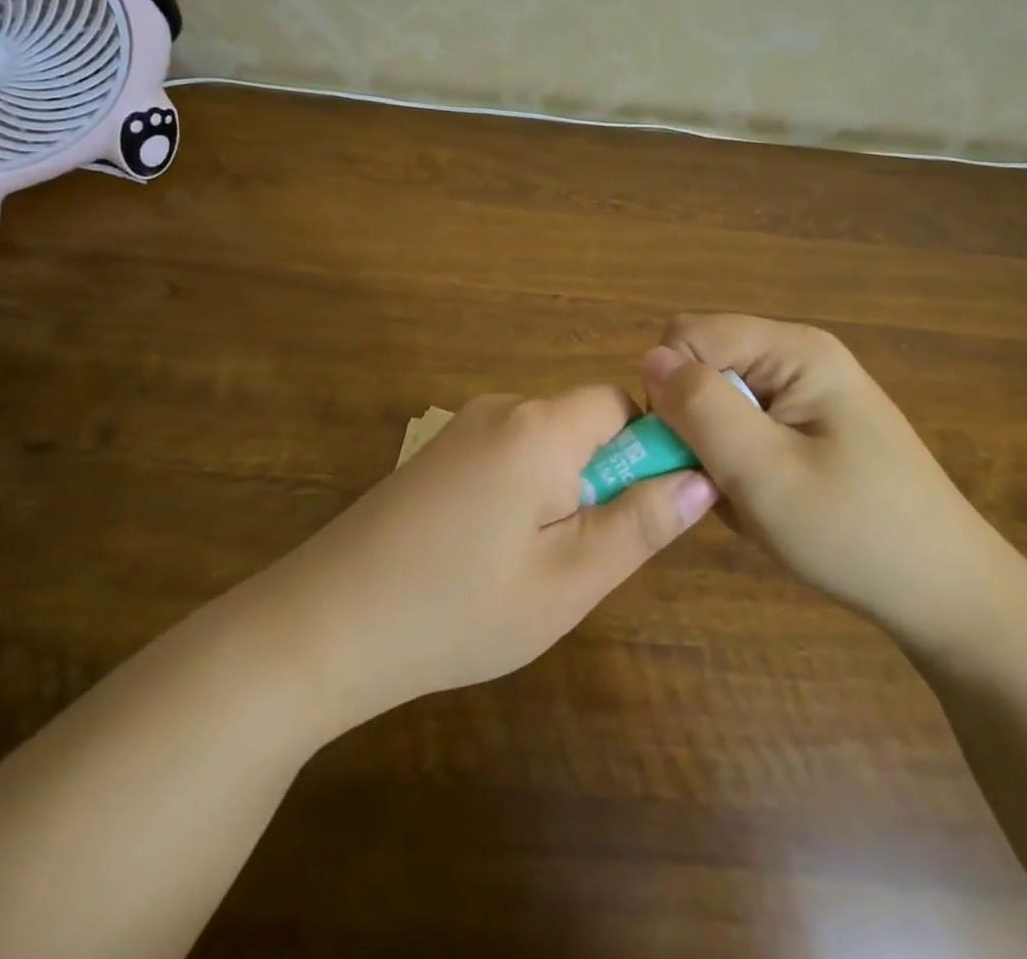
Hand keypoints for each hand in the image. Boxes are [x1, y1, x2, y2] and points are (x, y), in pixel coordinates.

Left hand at [268, 386, 718, 726]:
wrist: (325, 623)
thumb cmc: (459, 608)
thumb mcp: (568, 580)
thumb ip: (640, 523)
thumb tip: (701, 478)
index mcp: (540, 426)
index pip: (623, 404)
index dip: (649, 449)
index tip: (643, 513)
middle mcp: (502, 408)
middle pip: (583, 423)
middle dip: (602, 480)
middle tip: (581, 557)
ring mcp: (463, 428)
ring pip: (546, 445)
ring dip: (562, 492)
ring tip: (533, 566)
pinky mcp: (438, 454)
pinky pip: (508, 456)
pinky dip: (523, 494)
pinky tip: (491, 555)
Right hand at [642, 314, 1022, 649]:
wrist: (948, 596)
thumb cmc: (856, 534)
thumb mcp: (765, 473)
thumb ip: (701, 408)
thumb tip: (651, 358)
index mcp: (793, 350)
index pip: (687, 336)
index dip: (673, 390)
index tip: (693, 451)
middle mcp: (799, 355)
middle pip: (704, 366)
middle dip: (697, 425)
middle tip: (726, 483)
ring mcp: (809, 390)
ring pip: (720, 402)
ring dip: (719, 451)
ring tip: (754, 499)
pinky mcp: (814, 423)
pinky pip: (748, 427)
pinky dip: (742, 464)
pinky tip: (771, 502)